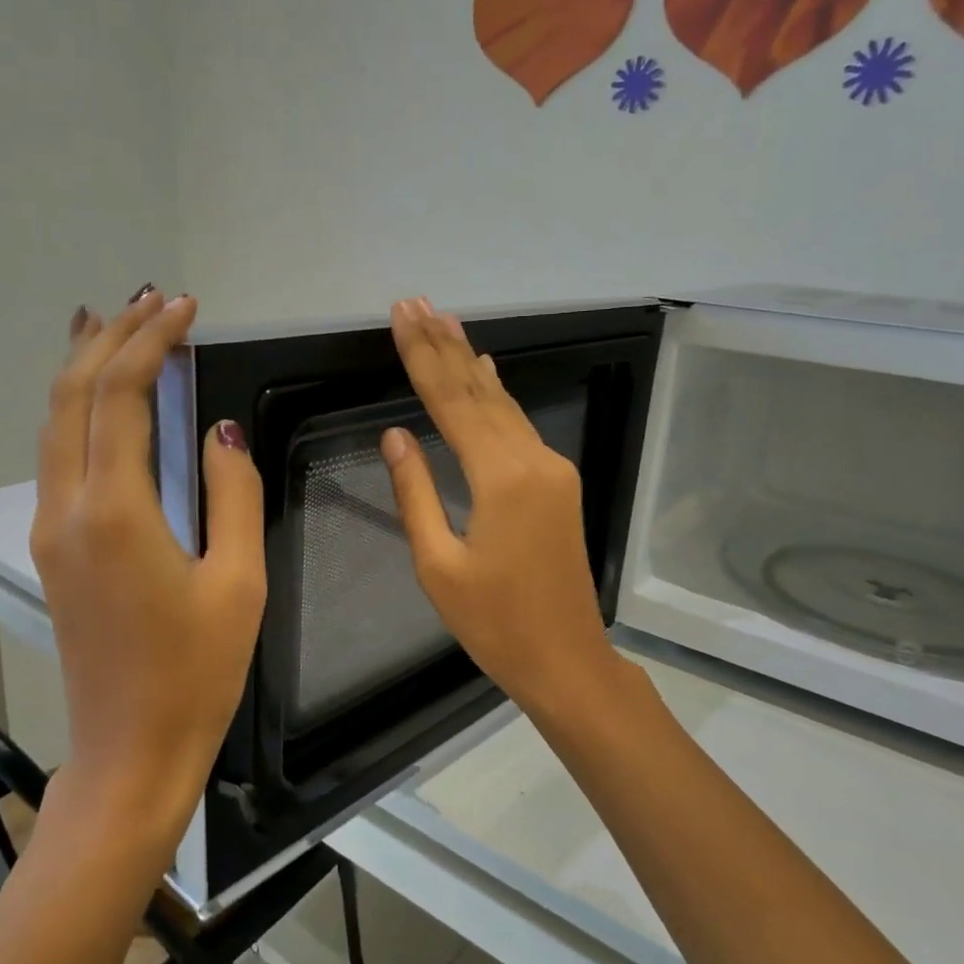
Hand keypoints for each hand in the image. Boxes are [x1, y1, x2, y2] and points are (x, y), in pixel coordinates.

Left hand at [28, 287, 265, 842]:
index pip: (121, 396)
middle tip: (147, 298)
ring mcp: (51, 531)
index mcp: (115, 511)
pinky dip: (77, 411)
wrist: (131, 749)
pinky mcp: (53, 551)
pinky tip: (99, 403)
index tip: (184, 307)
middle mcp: (67, 509)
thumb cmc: (197, 671)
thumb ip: (232, 496)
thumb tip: (220, 432)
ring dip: (84, 368)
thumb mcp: (239, 582)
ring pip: (54, 425)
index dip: (151, 342)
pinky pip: (58, 458)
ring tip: (113, 325)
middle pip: (71, 397)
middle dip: (108, 338)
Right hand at [379, 297, 629, 725]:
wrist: (568, 660)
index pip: (452, 404)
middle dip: (444, 347)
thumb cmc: (495, 625)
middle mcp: (533, 461)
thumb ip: (417, 494)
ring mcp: (552, 469)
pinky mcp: (557, 483)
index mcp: (501, 479)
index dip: (422, 358)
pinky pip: (519, 426)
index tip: (401, 317)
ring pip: (503, 404)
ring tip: (445, 322)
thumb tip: (395, 435)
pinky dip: (495, 395)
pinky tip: (486, 372)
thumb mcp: (439, 566)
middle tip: (416, 303)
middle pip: (480, 392)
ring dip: (470, 363)